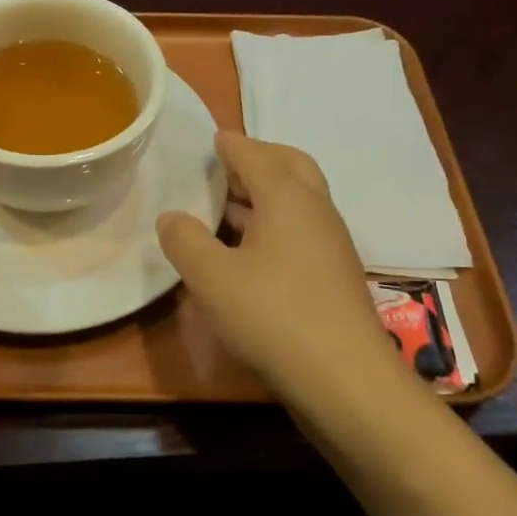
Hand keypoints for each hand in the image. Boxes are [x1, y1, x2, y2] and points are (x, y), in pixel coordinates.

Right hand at [158, 131, 397, 414]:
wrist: (344, 378)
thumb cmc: (272, 316)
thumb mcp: (211, 277)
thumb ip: (185, 240)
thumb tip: (171, 217)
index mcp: (287, 197)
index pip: (254, 154)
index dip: (230, 144)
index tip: (213, 137)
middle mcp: (315, 209)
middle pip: (290, 165)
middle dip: (259, 157)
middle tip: (226, 164)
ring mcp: (331, 242)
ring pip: (299, 197)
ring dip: (267, 191)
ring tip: (230, 202)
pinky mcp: (334, 272)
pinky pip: (302, 227)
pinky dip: (276, 220)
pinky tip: (251, 248)